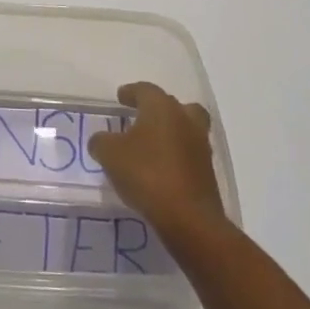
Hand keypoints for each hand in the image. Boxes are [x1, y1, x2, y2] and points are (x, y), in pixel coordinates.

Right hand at [88, 82, 224, 233]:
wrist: (189, 218)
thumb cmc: (147, 174)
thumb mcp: (110, 155)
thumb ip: (101, 142)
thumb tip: (101, 141)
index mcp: (162, 108)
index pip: (145, 90)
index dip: (131, 92)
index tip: (121, 97)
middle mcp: (185, 120)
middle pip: (173, 105)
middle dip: (156, 109)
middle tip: (140, 117)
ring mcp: (200, 146)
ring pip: (186, 128)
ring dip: (171, 132)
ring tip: (151, 145)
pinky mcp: (207, 172)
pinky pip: (189, 154)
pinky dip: (176, 156)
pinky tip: (160, 168)